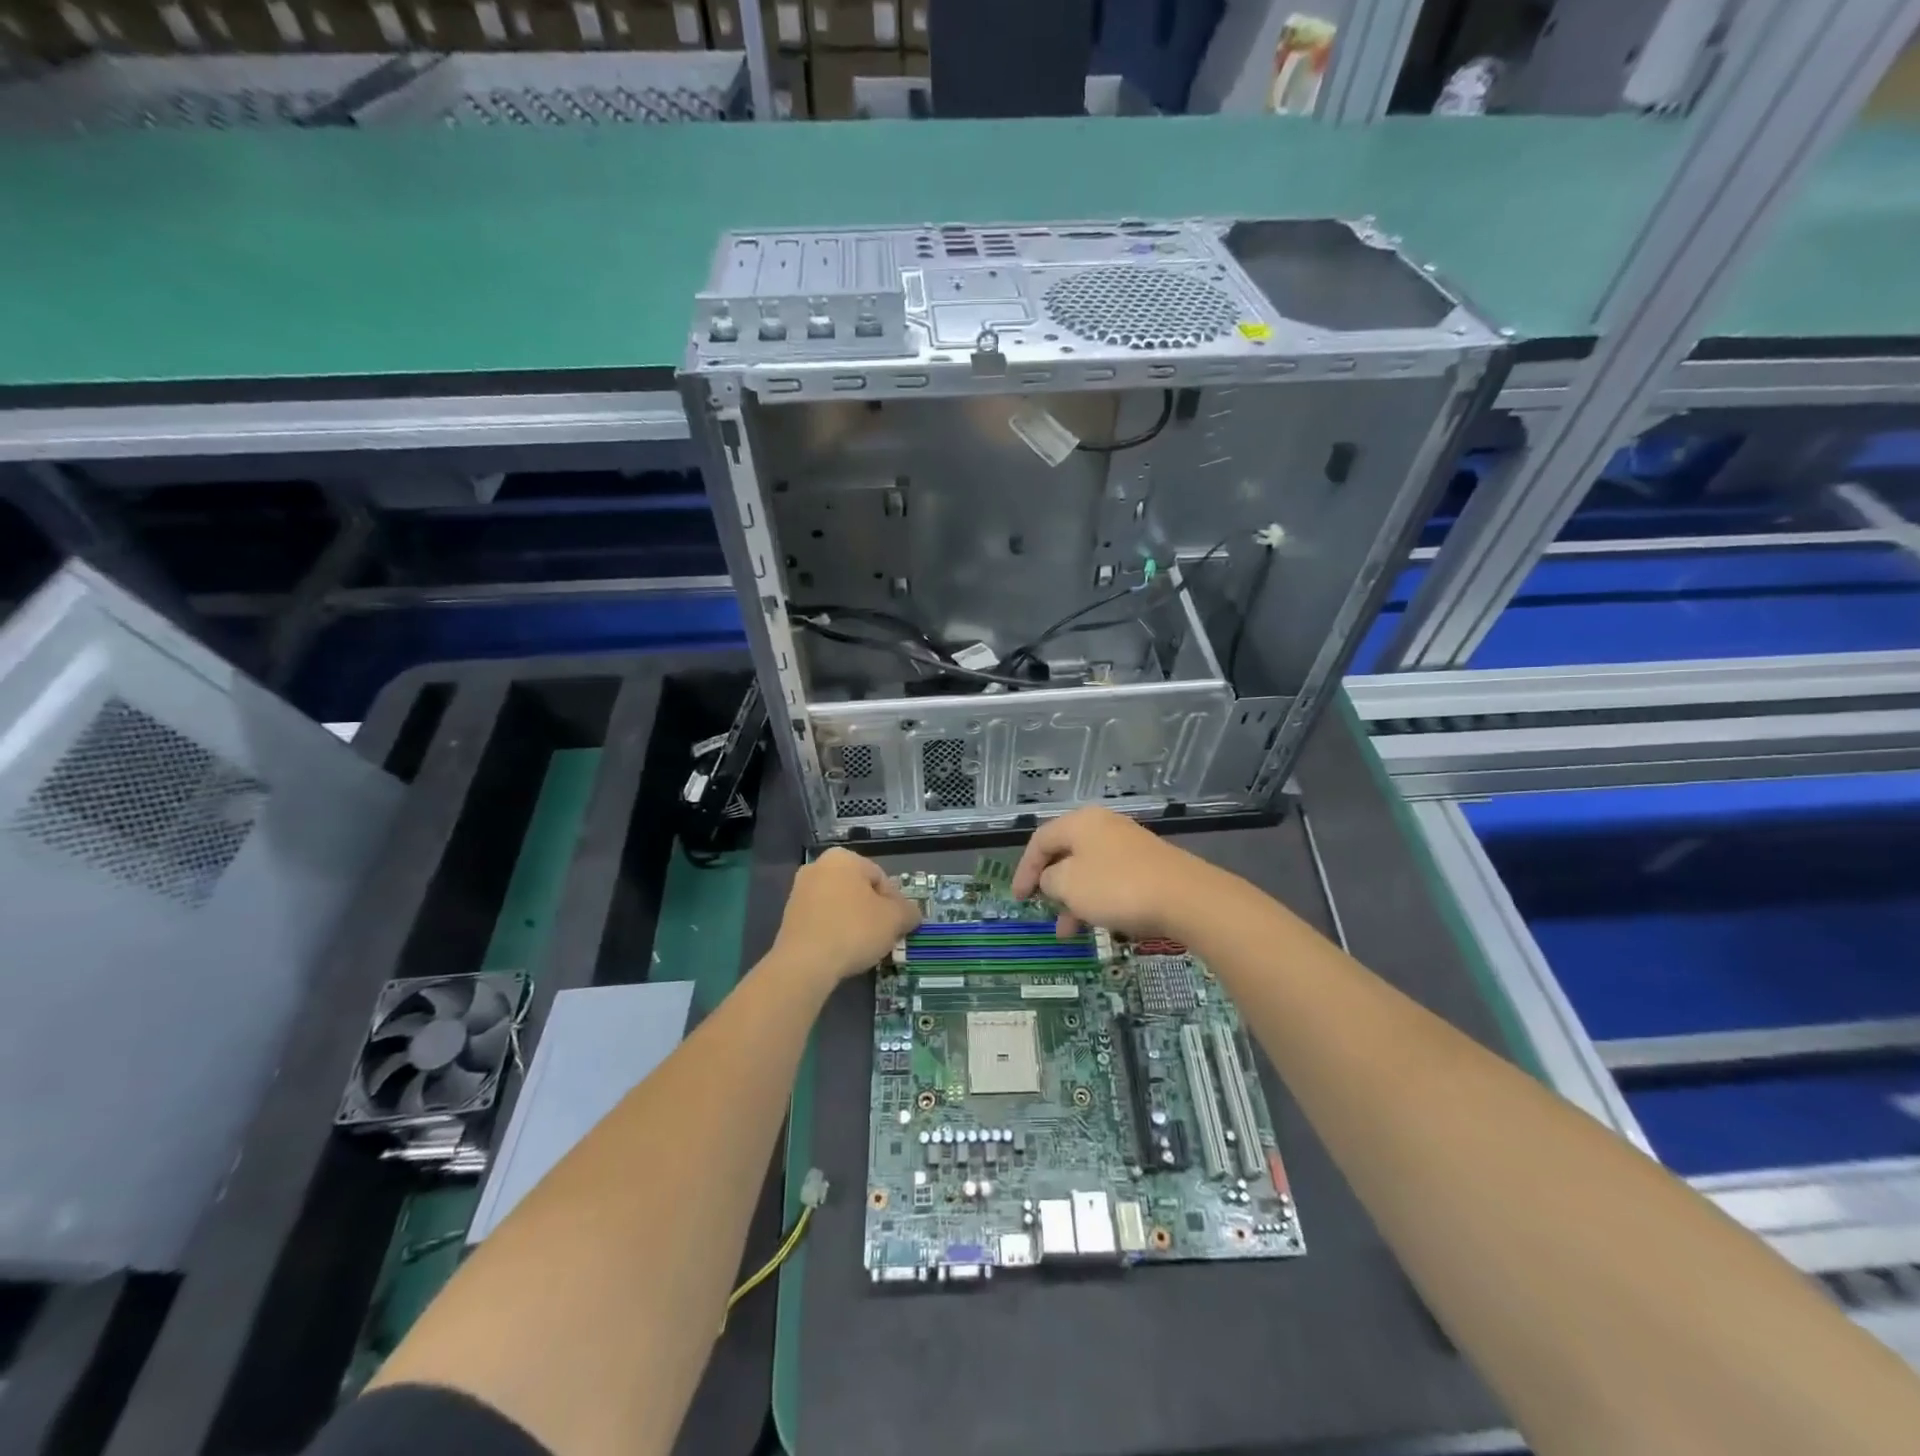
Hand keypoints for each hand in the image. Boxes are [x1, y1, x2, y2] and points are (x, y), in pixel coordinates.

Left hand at [770, 847, 920, 986]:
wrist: (804, 964)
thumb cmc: (854, 930)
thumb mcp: (895, 919)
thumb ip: (909, 911)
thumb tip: (911, 914)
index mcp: (843, 858)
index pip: (881, 878)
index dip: (895, 903)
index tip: (898, 925)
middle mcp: (818, 867)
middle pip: (859, 890)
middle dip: (873, 912)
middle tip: (884, 936)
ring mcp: (800, 891)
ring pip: (840, 905)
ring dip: (854, 922)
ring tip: (863, 948)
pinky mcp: (789, 917)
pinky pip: (823, 920)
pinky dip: (835, 932)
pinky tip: (842, 952)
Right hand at [1012, 808, 1220, 939]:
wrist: (1186, 898)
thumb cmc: (1117, 887)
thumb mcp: (1069, 885)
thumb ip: (1049, 880)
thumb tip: (1052, 879)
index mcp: (1080, 823)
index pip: (1040, 840)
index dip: (1024, 869)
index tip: (1018, 899)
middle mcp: (1104, 827)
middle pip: (1066, 854)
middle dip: (1051, 886)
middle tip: (1043, 911)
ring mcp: (1129, 846)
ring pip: (1089, 871)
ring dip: (1074, 900)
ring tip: (1069, 932)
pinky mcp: (1149, 866)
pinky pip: (1111, 881)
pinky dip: (1098, 901)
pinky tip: (1100, 924)